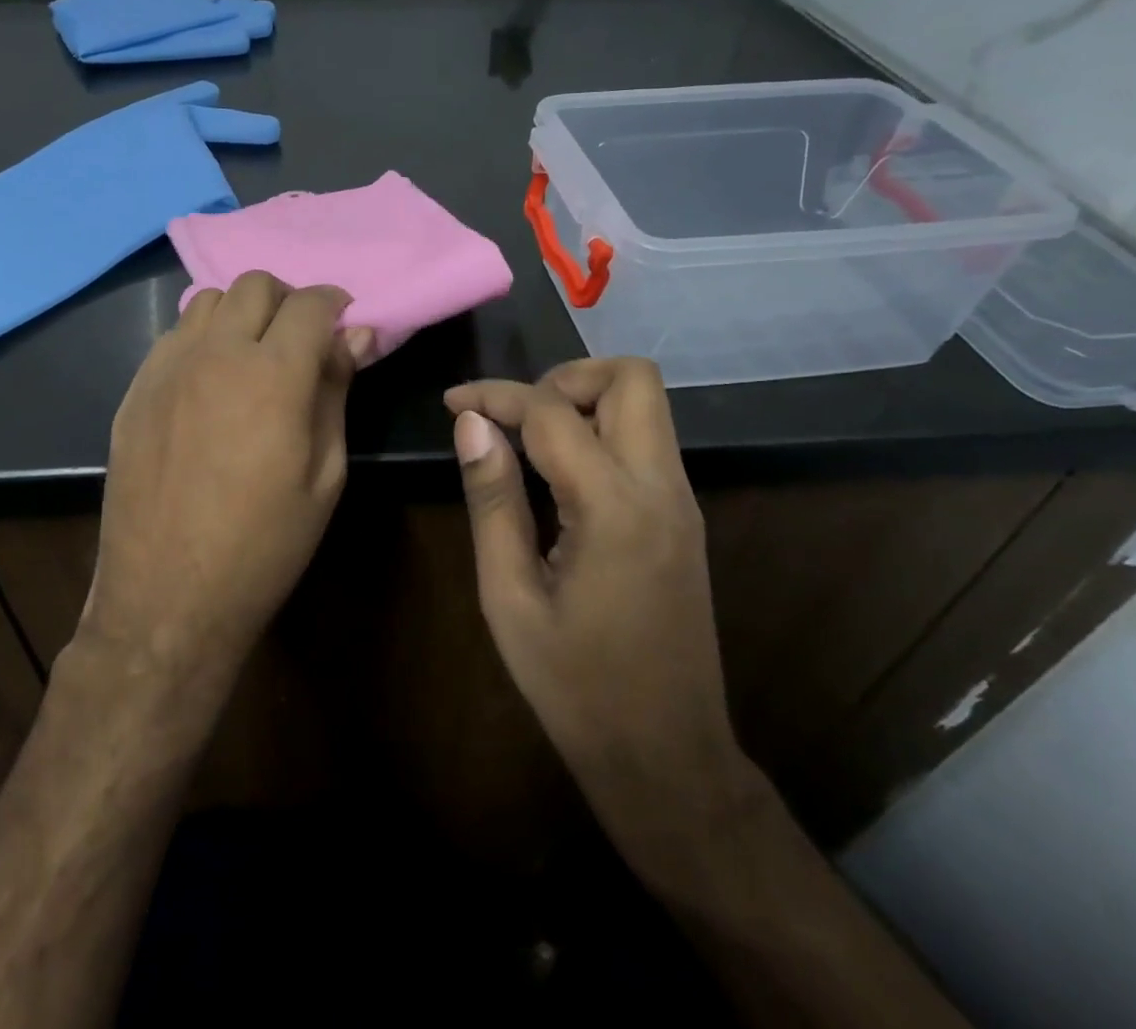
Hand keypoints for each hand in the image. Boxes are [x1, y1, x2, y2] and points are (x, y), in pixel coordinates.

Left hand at [87, 272, 368, 690]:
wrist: (168, 597)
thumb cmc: (264, 545)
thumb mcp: (324, 474)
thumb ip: (336, 392)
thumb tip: (357, 336)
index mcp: (273, 375)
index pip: (311, 304)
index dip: (336, 305)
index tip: (345, 324)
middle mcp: (216, 354)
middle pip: (256, 285)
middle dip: (289, 301)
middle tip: (302, 341)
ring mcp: (168, 368)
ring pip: (209, 300)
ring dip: (242, 314)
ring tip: (254, 356)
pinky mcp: (136, 389)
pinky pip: (174, 335)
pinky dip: (203, 338)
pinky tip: (211, 382)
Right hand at [445, 359, 761, 891]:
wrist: (666, 758)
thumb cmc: (575, 687)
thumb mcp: (509, 595)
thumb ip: (493, 498)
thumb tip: (472, 423)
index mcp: (615, 506)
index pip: (553, 411)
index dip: (496, 394)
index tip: (453, 403)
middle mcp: (662, 487)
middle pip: (632, 379)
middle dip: (564, 378)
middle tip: (512, 416)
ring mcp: (681, 501)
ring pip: (646, 404)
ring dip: (585, 400)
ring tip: (527, 440)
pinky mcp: (683, 517)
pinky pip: (645, 441)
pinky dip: (601, 430)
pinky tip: (558, 473)